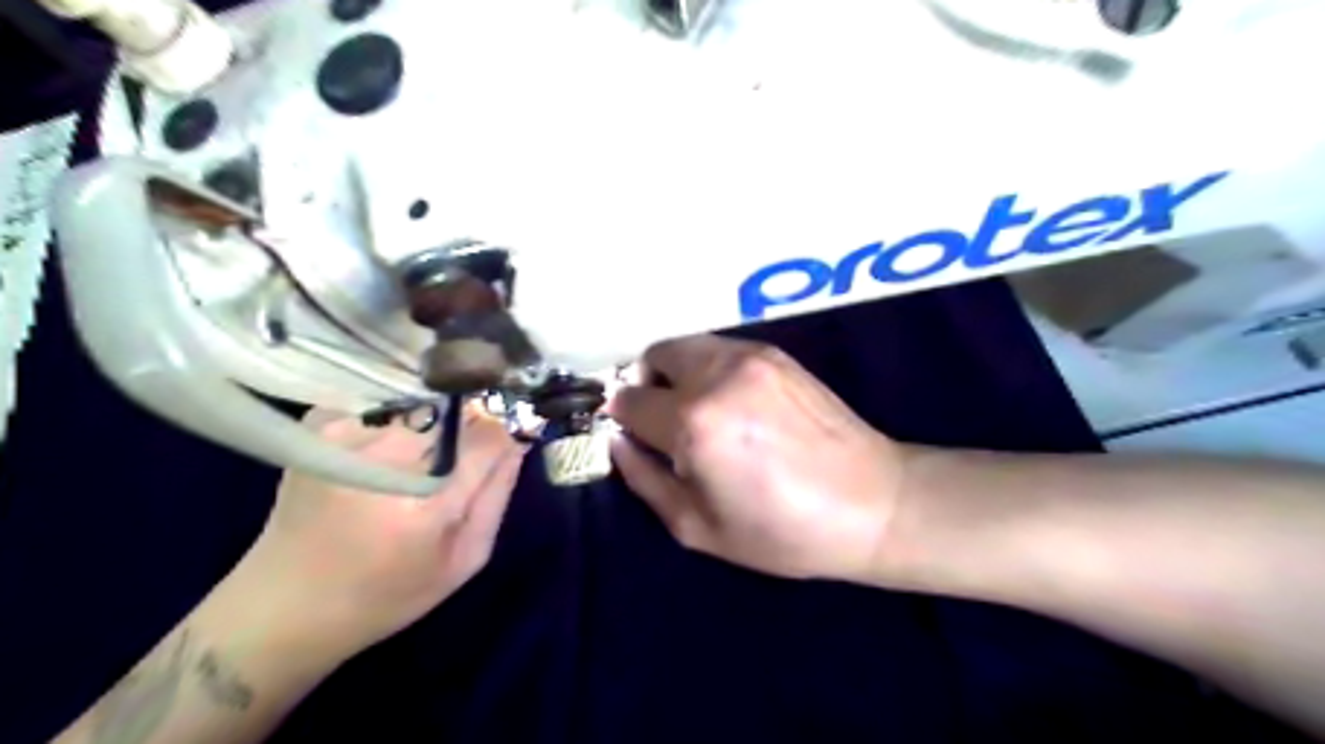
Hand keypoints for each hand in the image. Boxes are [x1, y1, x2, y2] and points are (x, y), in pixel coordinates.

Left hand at [237, 407, 529, 657]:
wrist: (281, 607)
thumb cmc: (386, 594)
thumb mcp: (463, 560)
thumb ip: (497, 494)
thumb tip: (517, 436)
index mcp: (424, 507)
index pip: (487, 435)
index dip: (503, 431)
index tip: (505, 438)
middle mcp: (381, 460)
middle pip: (454, 409)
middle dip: (470, 422)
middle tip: (462, 452)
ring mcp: (343, 435)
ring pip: (422, 399)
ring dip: (436, 418)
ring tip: (423, 452)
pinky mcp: (318, 425)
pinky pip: (384, 400)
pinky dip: (398, 414)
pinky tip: (386, 447)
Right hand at [603, 336, 907, 584]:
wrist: (871, 503)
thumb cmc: (781, 530)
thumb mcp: (697, 526)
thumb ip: (644, 479)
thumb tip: (618, 441)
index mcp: (694, 422)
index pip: (629, 400)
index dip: (622, 419)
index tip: (634, 435)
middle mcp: (716, 375)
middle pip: (653, 355)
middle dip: (646, 385)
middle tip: (662, 421)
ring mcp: (750, 357)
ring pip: (686, 345)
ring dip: (676, 372)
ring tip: (698, 411)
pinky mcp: (775, 354)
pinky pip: (720, 348)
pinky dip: (708, 368)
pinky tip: (732, 403)